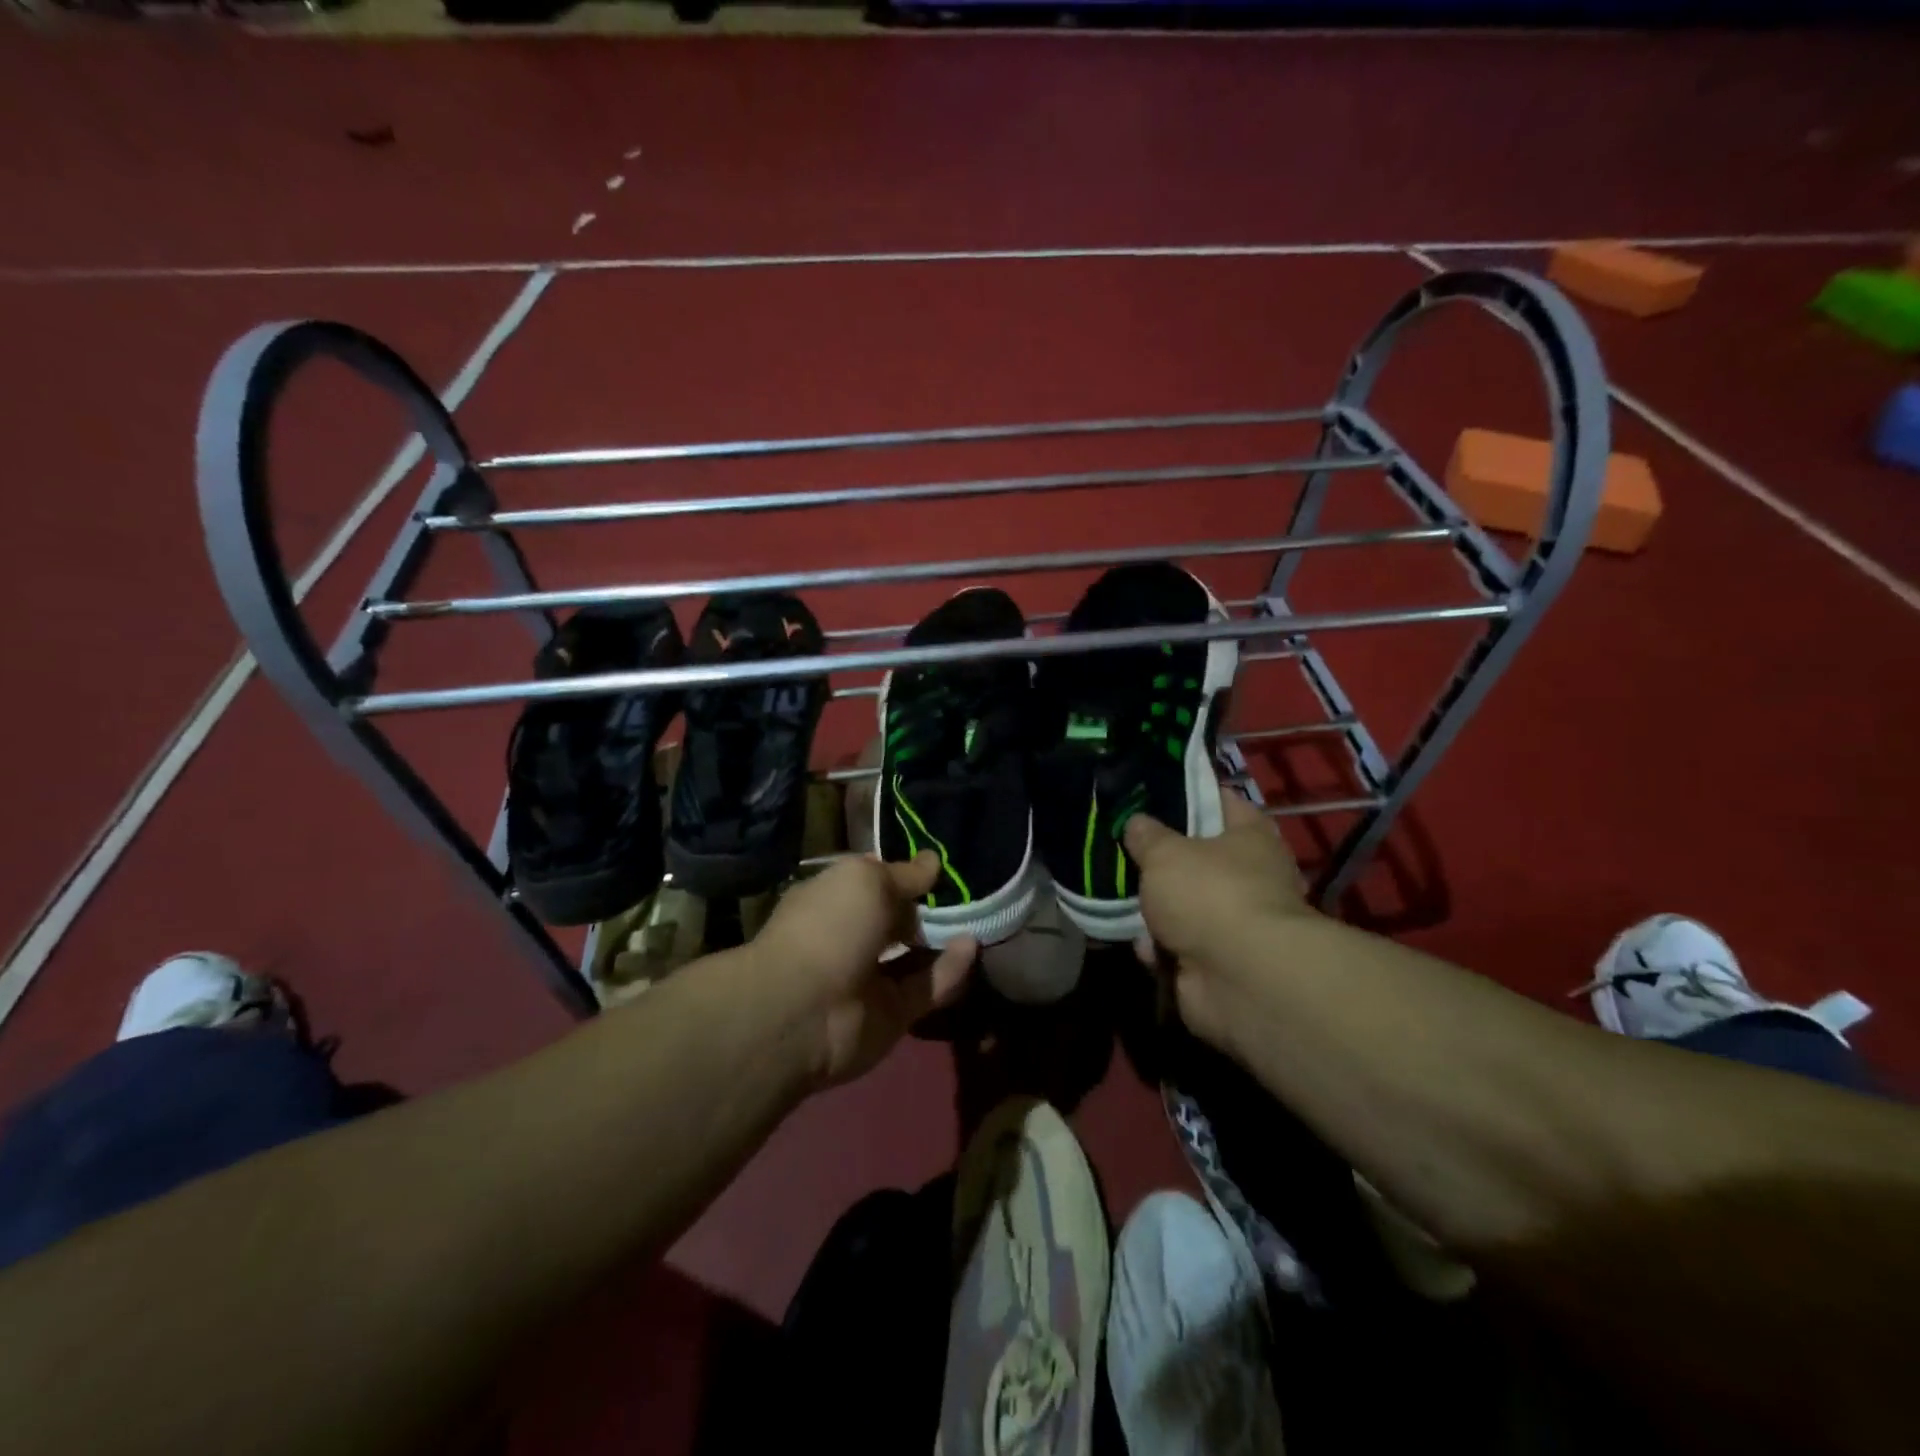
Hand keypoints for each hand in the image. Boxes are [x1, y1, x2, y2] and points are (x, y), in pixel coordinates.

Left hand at [755, 851, 975, 1088]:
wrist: (804, 1011)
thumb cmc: (829, 926)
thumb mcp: (867, 880)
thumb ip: (905, 874)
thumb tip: (933, 861)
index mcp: (831, 900)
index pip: (872, 882)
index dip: (903, 873)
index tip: (940, 865)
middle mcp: (848, 937)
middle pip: (895, 920)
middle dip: (927, 907)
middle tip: (968, 892)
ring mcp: (869, 979)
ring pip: (913, 956)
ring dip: (943, 938)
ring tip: (978, 917)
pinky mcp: (891, 1015)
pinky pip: (926, 988)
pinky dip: (949, 969)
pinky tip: (972, 946)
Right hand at [1123, 785, 1311, 1046]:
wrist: (1240, 978)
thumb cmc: (1209, 894)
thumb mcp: (1165, 852)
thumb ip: (1146, 835)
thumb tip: (1136, 822)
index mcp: (1250, 837)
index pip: (1221, 801)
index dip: (1189, 793)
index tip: (1152, 791)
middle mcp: (1250, 876)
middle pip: (1198, 857)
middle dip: (1161, 858)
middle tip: (1123, 847)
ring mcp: (1234, 922)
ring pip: (1183, 904)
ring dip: (1154, 909)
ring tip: (1117, 897)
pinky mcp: (1218, 961)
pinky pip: (1178, 944)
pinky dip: (1159, 946)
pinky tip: (1138, 943)